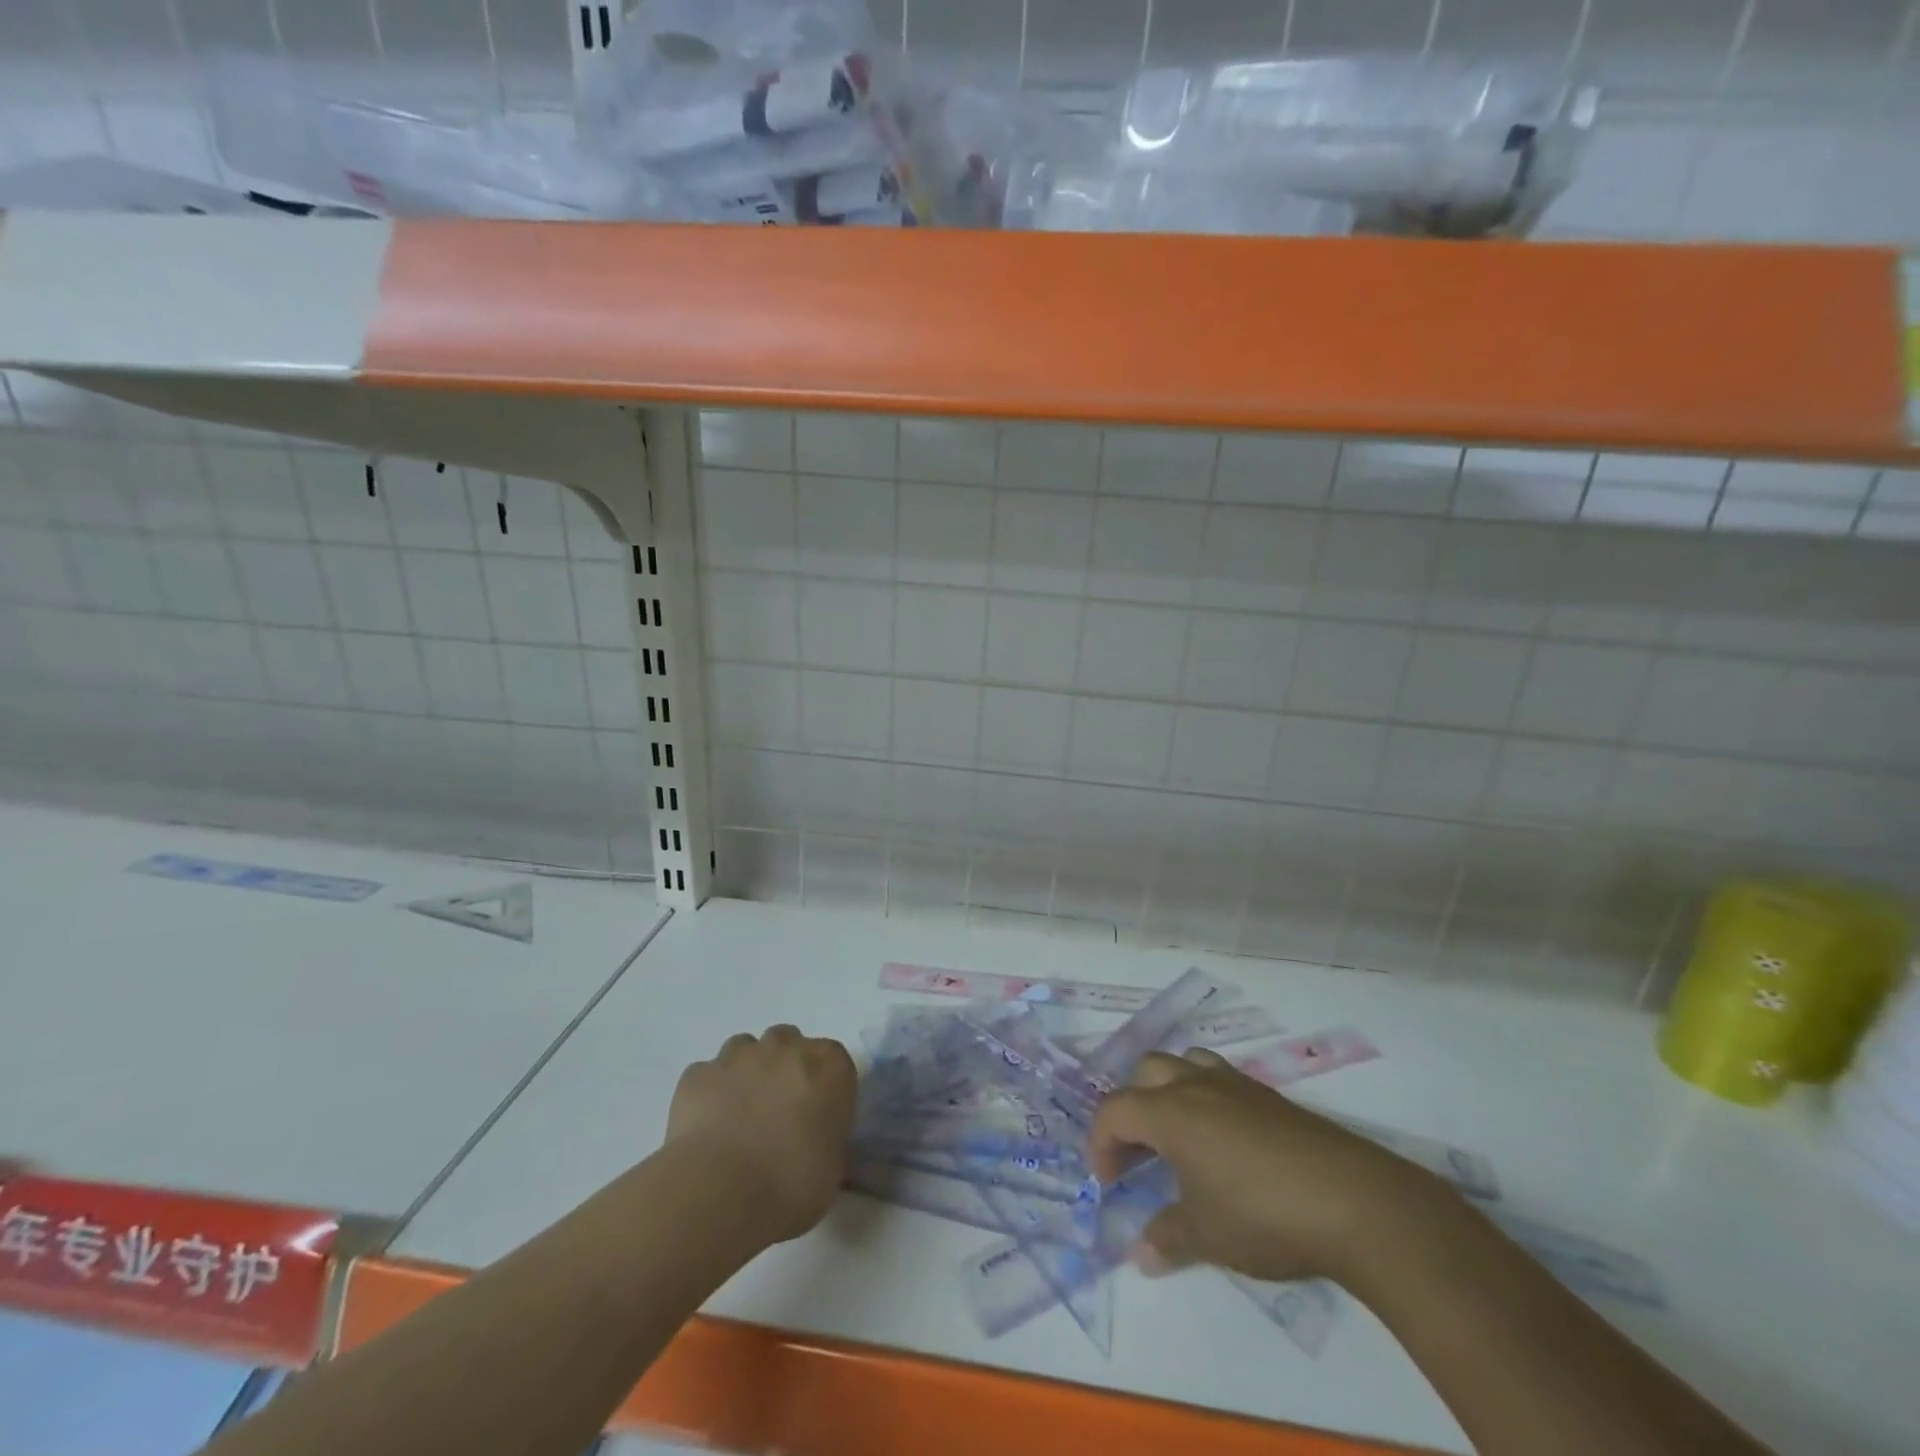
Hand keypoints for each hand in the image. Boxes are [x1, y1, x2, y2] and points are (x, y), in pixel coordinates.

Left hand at [665, 1025, 857, 1244]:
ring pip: (745, 1049)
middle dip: (783, 1068)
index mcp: (829, 1066)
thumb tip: (813, 1139)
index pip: (835, 1061)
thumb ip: (827, 1137)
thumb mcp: (832, 1167)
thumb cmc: (791, 1184)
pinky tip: (707, 1128)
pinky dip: (708, 1093)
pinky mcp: (697, 1074)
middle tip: (777, 1113)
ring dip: (746, 1073)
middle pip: (788, 1043)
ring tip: (739, 1117)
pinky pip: (707, 1075)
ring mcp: (738, 1056)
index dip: (825, 1088)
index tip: (817, 1117)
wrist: (719, 1193)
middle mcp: (786, 1047)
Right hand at [1089, 1049, 1438, 1283]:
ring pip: (1185, 1064)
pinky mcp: (1271, 1097)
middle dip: (1131, 1109)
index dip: (1101, 1144)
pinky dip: (1205, 1100)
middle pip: (1145, 1073)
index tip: (1108, 1185)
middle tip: (1138, 1156)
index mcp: (1170, 1111)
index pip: (1114, 1110)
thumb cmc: (1263, 1215)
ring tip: (1178, 1137)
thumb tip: (1141, 1253)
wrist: (1354, 1202)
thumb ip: (1167, 1238)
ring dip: (1168, 1092)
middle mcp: (1196, 1085)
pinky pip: (1221, 1080)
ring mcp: (1237, 1085)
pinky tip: (1225, 1145)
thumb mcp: (1207, 1236)